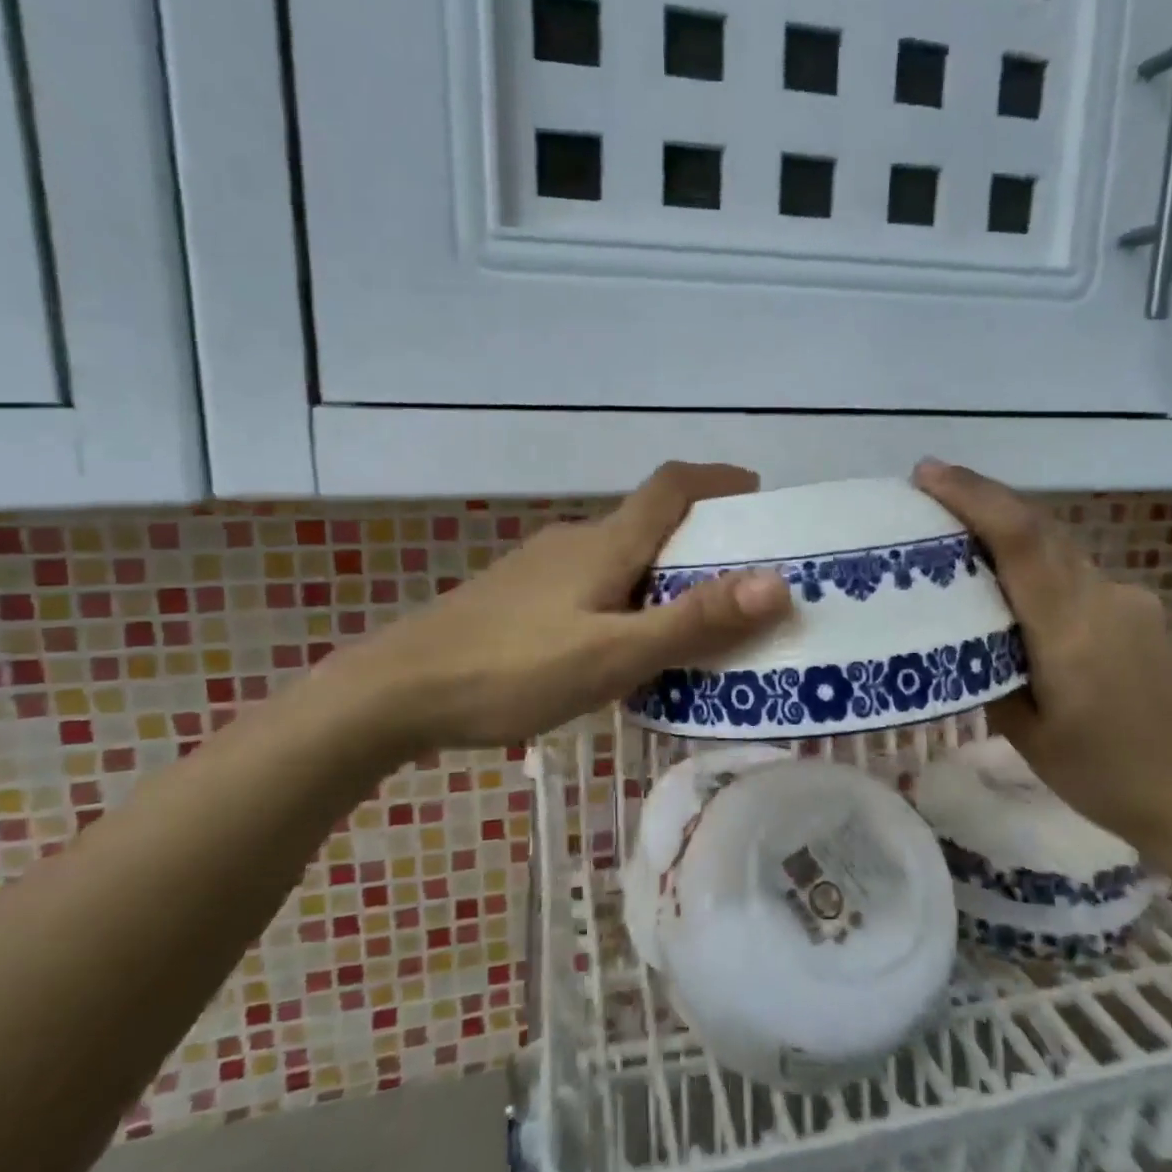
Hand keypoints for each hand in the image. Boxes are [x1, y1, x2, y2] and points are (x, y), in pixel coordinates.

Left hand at [313, 462, 791, 757]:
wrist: (395, 691)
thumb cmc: (511, 670)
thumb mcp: (613, 655)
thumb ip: (693, 622)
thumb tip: (776, 584)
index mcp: (605, 544)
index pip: (672, 486)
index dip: (718, 479)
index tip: (758, 493)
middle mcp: (576, 541)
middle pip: (650, 523)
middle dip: (701, 540)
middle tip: (742, 581)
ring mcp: (541, 568)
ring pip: (620, 557)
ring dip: (663, 575)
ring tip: (693, 622)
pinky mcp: (519, 596)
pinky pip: (592, 583)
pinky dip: (626, 598)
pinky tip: (622, 645)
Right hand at [912, 459, 1171, 860]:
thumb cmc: (1107, 775)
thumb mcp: (1027, 735)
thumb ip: (989, 673)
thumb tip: (961, 636)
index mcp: (1069, 628)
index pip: (1018, 539)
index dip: (972, 497)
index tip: (926, 473)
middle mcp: (1101, 597)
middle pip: (1037, 527)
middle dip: (981, 500)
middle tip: (928, 496)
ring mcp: (1126, 599)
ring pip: (1057, 546)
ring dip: (1008, 529)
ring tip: (960, 541)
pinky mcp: (1138, 611)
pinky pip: (1074, 571)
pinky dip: (1036, 563)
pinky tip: (1016, 593)